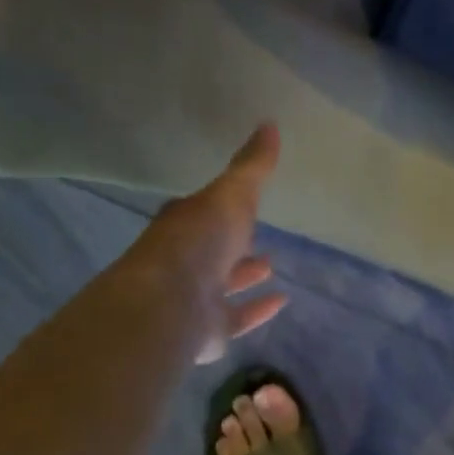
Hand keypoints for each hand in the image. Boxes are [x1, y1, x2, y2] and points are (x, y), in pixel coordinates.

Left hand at [120, 123, 287, 362]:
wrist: (172, 303)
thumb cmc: (199, 241)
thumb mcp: (231, 195)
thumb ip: (252, 167)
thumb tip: (270, 124)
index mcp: (184, 225)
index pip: (202, 212)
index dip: (219, 207)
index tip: (239, 203)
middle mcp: (185, 261)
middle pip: (211, 250)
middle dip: (233, 244)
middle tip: (257, 238)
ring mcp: (194, 298)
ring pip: (222, 285)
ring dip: (244, 276)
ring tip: (271, 266)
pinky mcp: (209, 330)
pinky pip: (238, 317)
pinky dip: (258, 309)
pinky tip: (282, 302)